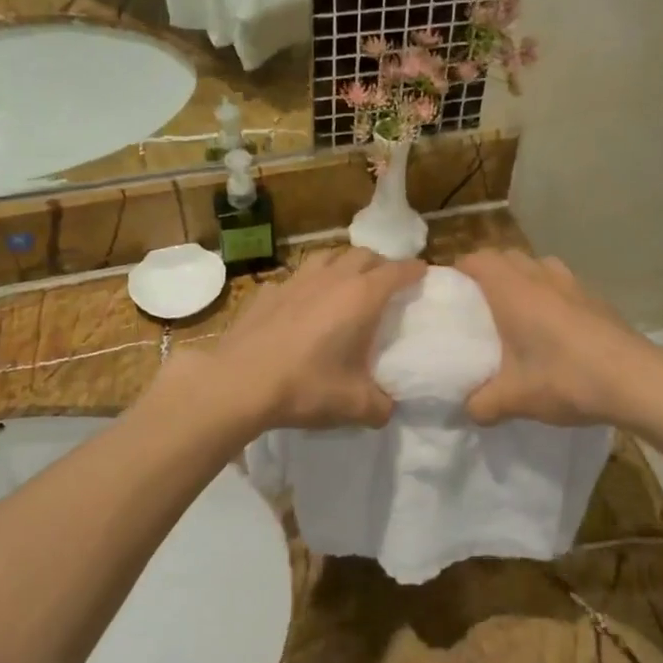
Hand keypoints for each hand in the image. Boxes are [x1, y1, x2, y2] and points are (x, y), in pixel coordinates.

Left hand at [166, 248, 425, 432]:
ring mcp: (296, 281)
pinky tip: (303, 304)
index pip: (397, 271)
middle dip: (380, 263)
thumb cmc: (305, 387)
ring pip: (327, 256)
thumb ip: (381, 406)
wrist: (239, 382)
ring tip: (346, 283)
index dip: (414, 270)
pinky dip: (308, 284)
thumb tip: (387, 407)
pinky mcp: (267, 291)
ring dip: (343, 264)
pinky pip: (296, 278)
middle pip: (363, 254)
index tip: (423, 273)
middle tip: (386, 282)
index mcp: (361, 297)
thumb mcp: (354, 405)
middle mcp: (332, 279)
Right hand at [459, 250, 662, 428]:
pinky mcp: (595, 297)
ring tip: (517, 313)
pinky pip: (561, 283)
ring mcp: (571, 282)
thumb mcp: (514, 399)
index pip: (476, 259)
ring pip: (536, 266)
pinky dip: (549, 294)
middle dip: (488, 274)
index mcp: (512, 289)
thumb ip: (481, 404)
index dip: (459, 271)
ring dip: (522, 280)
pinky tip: (554, 329)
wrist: (636, 380)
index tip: (450, 294)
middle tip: (478, 307)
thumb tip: (468, 410)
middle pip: (505, 257)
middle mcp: (539, 275)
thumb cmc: (565, 378)